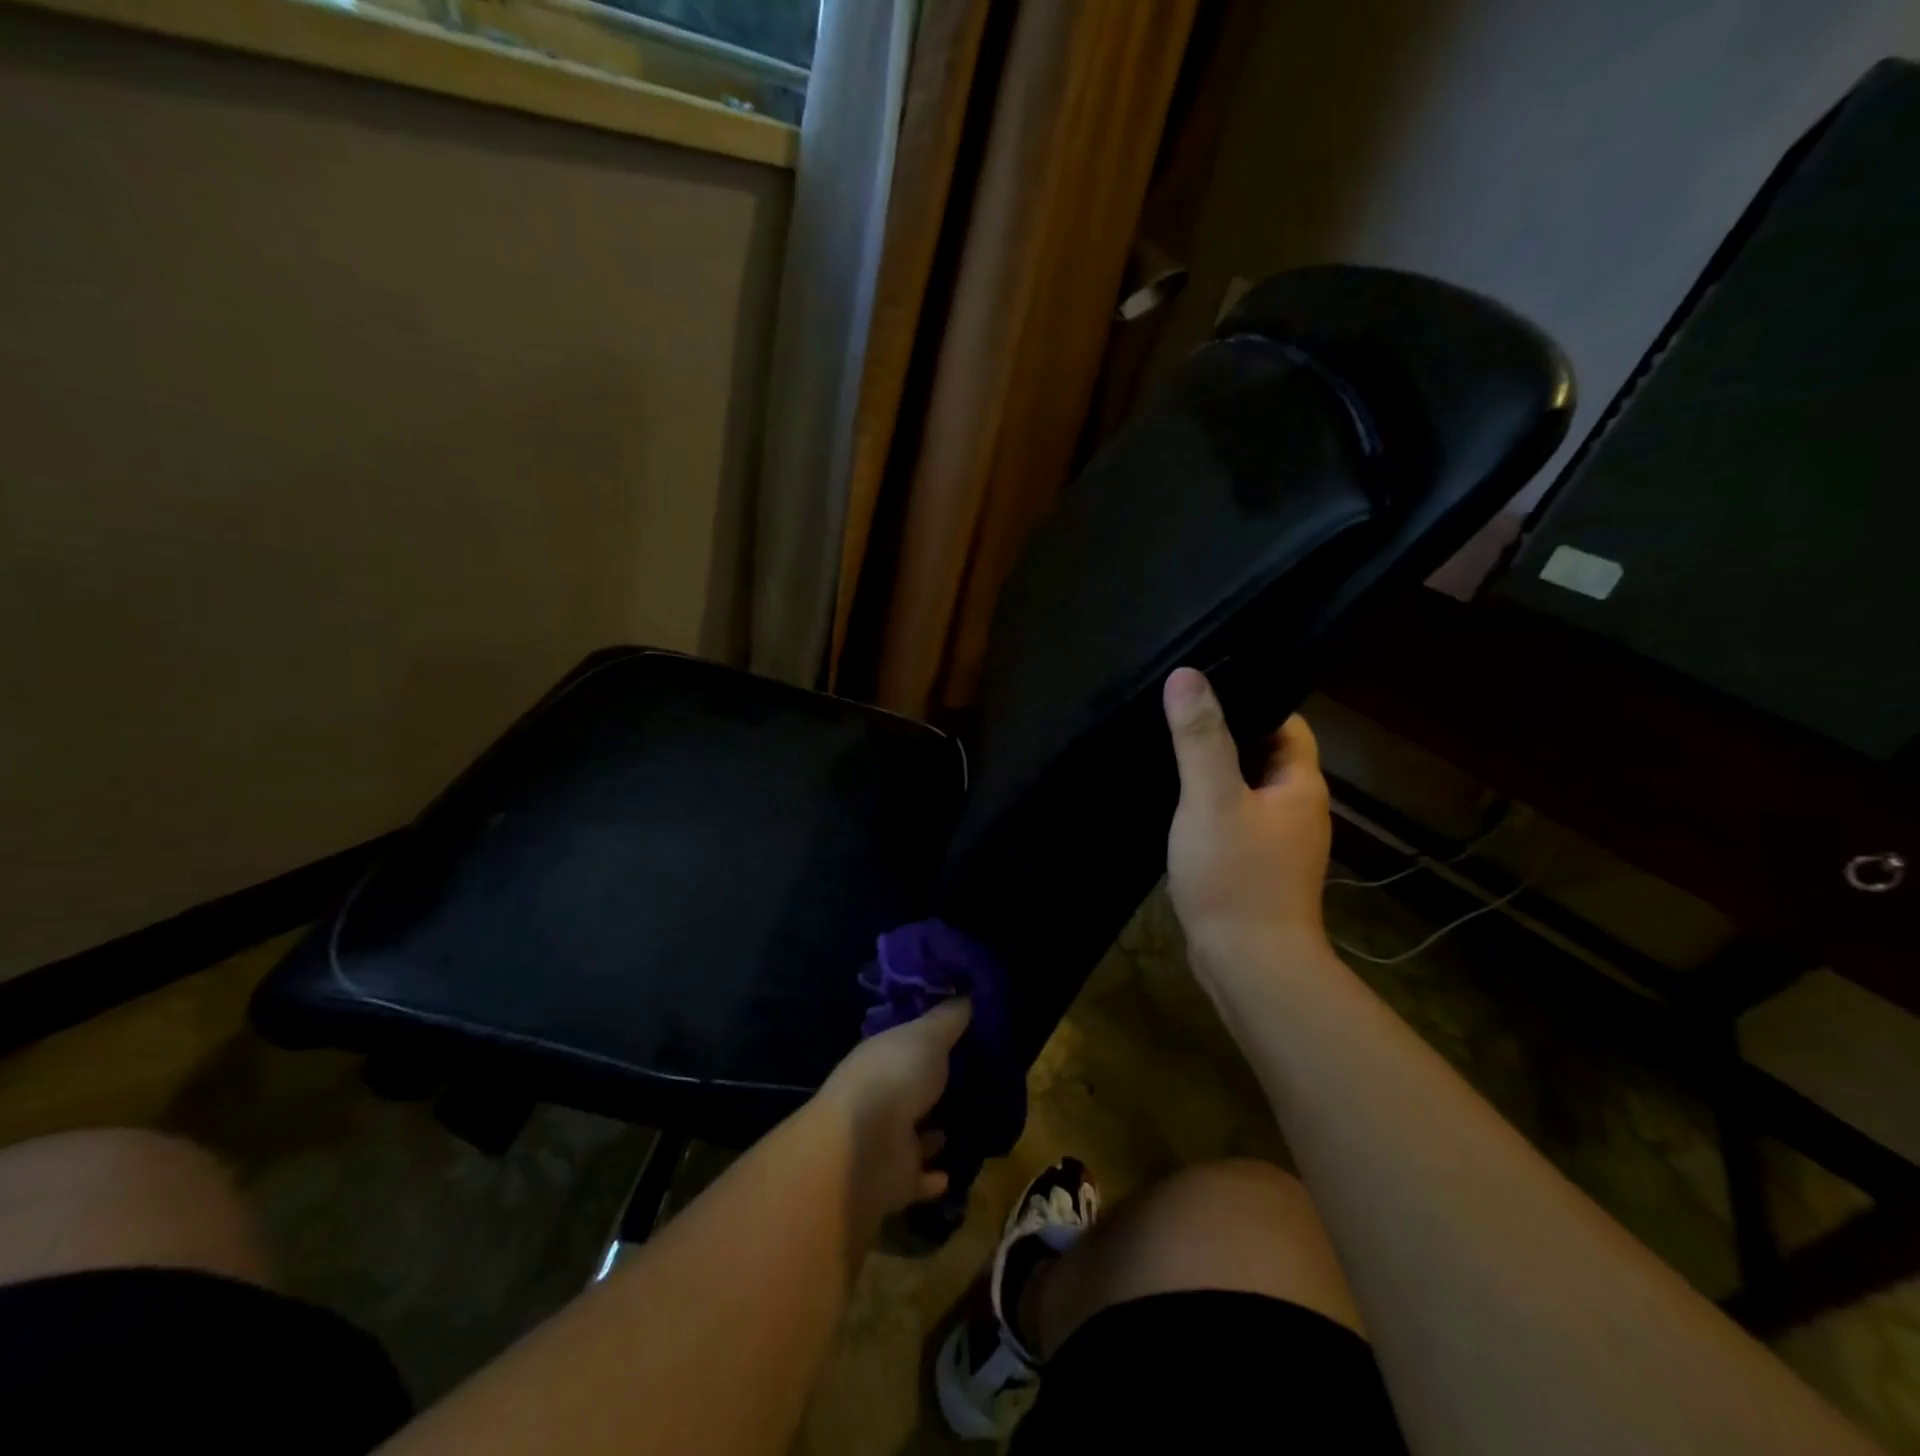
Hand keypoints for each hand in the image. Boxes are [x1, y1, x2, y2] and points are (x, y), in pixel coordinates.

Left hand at [817, 1000, 970, 1225]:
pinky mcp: (895, 1180)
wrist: (866, 1147)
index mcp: (881, 1057)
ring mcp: (884, 1139)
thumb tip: (966, 995)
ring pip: (913, 1133)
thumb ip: (948, 1018)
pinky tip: (952, 1172)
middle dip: (932, 1086)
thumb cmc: (896, 1076)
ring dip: (932, 1132)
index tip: (957, 1035)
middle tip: (970, 1080)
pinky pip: (918, 1177)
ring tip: (963, 1123)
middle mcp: (879, 1095)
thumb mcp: (928, 1035)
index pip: (904, 1044)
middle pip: (909, 1088)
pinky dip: (933, 1176)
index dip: (927, 1039)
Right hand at [1162, 667, 1331, 980]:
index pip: (1288, 724)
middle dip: (1228, 735)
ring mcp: (1280, 844)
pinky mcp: (1259, 870)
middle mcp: (1299, 811)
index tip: (1208, 688)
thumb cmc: (1235, 876)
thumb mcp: (1211, 798)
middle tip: (1179, 716)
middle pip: (1267, 756)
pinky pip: (1236, 823)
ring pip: (1248, 791)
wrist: (1249, 966)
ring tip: (1171, 752)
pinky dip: (1212, 809)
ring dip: (1217, 774)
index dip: (1253, 701)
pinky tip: (1179, 807)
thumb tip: (1187, 676)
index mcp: (1301, 786)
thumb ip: (1200, 737)